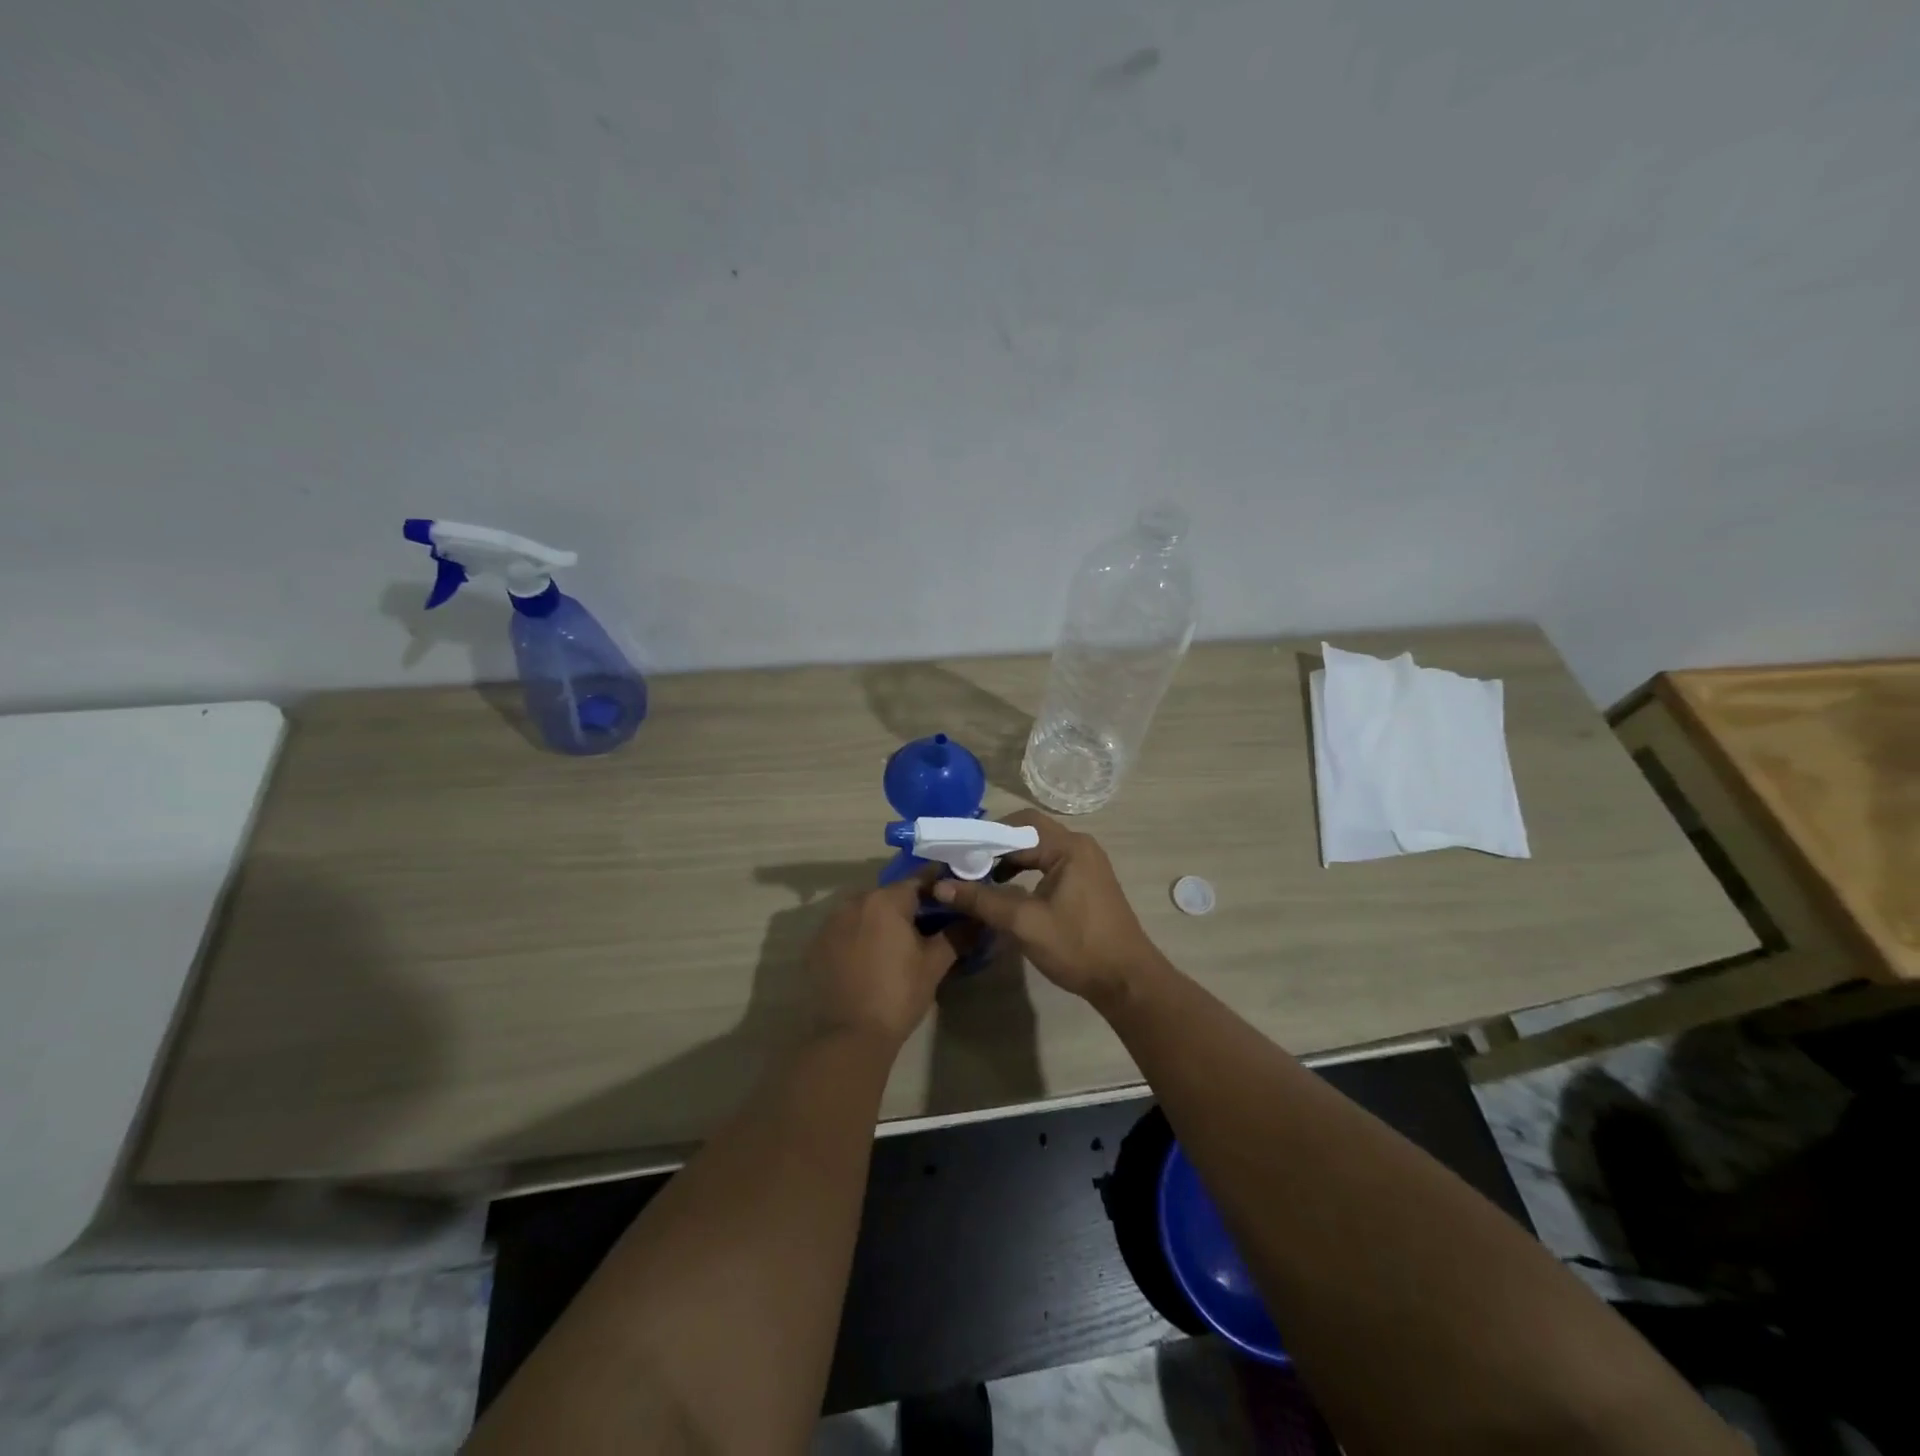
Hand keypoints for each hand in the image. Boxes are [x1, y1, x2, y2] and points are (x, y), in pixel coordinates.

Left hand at [806, 871, 956, 1049]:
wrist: (849, 1036)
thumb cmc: (898, 994)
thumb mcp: (934, 964)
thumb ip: (956, 935)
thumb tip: (976, 919)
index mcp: (885, 900)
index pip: (918, 880)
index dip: (938, 887)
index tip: (952, 897)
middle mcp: (855, 902)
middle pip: (889, 895)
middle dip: (909, 905)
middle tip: (929, 924)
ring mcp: (831, 922)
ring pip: (866, 911)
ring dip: (882, 920)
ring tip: (899, 943)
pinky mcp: (817, 944)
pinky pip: (846, 929)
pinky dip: (861, 935)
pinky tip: (871, 958)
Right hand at [930, 811, 1162, 1009]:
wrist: (1126, 981)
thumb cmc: (1077, 946)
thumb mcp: (1024, 923)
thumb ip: (982, 900)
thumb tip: (941, 886)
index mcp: (1069, 847)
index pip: (1019, 825)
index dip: (986, 836)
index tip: (959, 854)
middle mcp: (1079, 847)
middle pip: (1028, 835)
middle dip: (995, 849)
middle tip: (965, 867)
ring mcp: (1086, 865)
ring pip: (1038, 851)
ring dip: (1009, 862)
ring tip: (981, 880)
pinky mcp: (1086, 883)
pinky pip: (1048, 866)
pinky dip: (1025, 874)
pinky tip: (1007, 893)